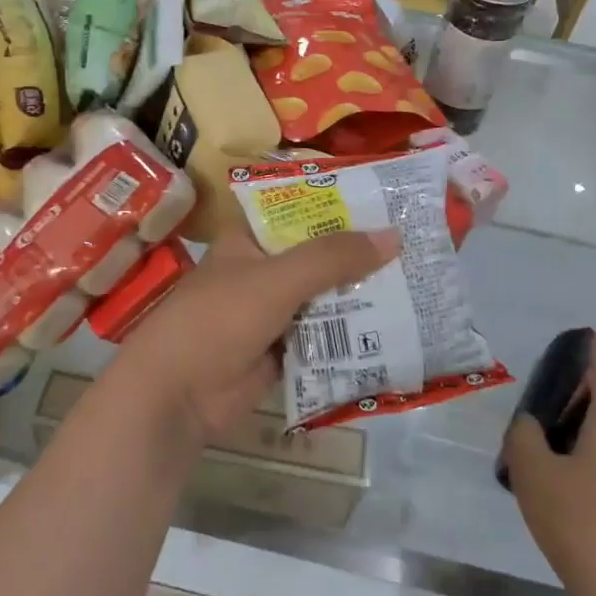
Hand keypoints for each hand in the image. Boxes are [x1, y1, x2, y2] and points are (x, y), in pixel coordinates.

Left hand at [109, 225, 400, 446]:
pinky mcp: (281, 349)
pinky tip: (395, 328)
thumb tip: (394, 237)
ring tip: (418, 282)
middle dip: (360, 254)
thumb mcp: (277, 279)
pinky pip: (324, 335)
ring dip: (360, 295)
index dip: (339, 205)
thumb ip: (332, 258)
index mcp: (250, 239)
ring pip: (324, 296)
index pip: (300, 210)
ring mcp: (272, 312)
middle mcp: (262, 270)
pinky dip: (351, 334)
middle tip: (417, 244)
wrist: (178, 395)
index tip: (387, 201)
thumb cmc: (219, 319)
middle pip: (318, 255)